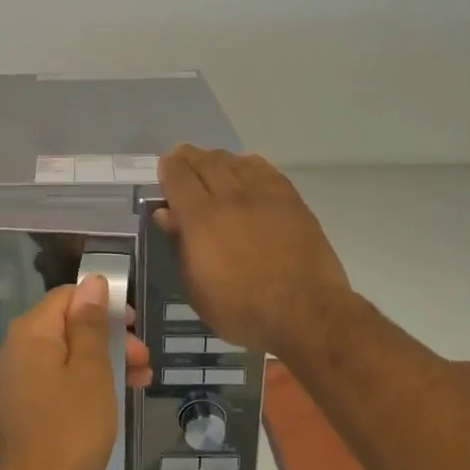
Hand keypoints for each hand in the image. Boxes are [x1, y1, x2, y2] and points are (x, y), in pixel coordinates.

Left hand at [0, 276, 139, 469]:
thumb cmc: (68, 429)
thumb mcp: (91, 372)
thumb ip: (91, 324)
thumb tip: (92, 283)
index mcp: (32, 331)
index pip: (69, 296)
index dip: (104, 304)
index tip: (135, 325)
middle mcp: (19, 348)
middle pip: (69, 325)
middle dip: (110, 336)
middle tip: (143, 359)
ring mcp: (20, 379)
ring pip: (68, 354)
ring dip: (105, 361)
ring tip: (141, 381)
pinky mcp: (26, 405)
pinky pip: (60, 379)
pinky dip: (88, 383)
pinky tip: (115, 399)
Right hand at [155, 145, 352, 354]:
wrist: (304, 312)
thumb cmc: (241, 309)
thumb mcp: (196, 287)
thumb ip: (180, 245)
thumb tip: (167, 214)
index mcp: (201, 219)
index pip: (179, 178)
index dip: (169, 168)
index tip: (164, 166)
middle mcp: (230, 197)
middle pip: (206, 163)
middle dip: (190, 157)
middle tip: (182, 157)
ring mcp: (264, 196)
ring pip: (236, 162)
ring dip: (219, 158)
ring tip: (211, 161)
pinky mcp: (291, 201)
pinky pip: (266, 170)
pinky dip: (250, 163)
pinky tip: (246, 165)